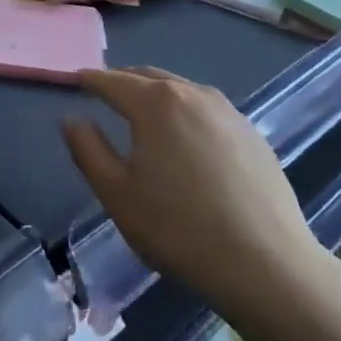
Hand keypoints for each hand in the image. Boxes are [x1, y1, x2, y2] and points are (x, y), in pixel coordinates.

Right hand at [61, 67, 332, 329]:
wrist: (267, 264)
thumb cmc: (179, 228)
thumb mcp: (117, 194)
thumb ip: (88, 150)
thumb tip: (73, 119)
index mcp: (155, 103)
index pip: (113, 82)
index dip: (90, 80)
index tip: (76, 80)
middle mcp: (193, 94)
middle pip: (148, 77)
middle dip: (122, 80)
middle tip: (104, 90)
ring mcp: (228, 112)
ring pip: (181, 89)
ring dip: (155, 92)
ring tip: (141, 109)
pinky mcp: (252, 134)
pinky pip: (206, 109)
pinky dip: (185, 109)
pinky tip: (185, 135)